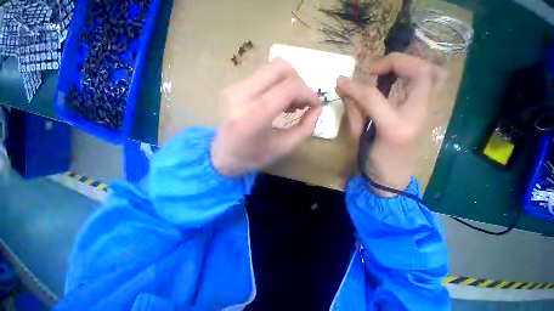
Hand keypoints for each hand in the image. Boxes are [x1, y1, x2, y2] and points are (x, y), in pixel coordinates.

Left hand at [211, 58, 321, 176]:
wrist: (223, 157)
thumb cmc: (253, 157)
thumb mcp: (284, 147)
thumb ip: (305, 127)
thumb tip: (317, 108)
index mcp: (254, 115)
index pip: (289, 87)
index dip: (308, 93)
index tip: (316, 104)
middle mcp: (241, 95)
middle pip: (280, 68)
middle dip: (299, 82)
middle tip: (302, 102)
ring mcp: (234, 88)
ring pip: (271, 69)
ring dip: (288, 83)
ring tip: (291, 104)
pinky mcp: (232, 87)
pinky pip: (262, 76)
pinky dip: (276, 85)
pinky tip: (278, 102)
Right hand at [336, 53, 435, 195]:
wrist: (393, 175)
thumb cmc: (372, 160)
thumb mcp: (357, 137)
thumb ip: (352, 110)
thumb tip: (342, 87)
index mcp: (394, 127)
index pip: (374, 97)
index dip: (355, 86)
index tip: (342, 80)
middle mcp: (417, 116)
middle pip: (421, 73)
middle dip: (397, 62)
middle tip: (375, 69)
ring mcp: (427, 112)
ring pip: (433, 74)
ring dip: (410, 64)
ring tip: (387, 70)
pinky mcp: (426, 111)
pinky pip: (430, 83)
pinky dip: (415, 73)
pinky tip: (397, 78)